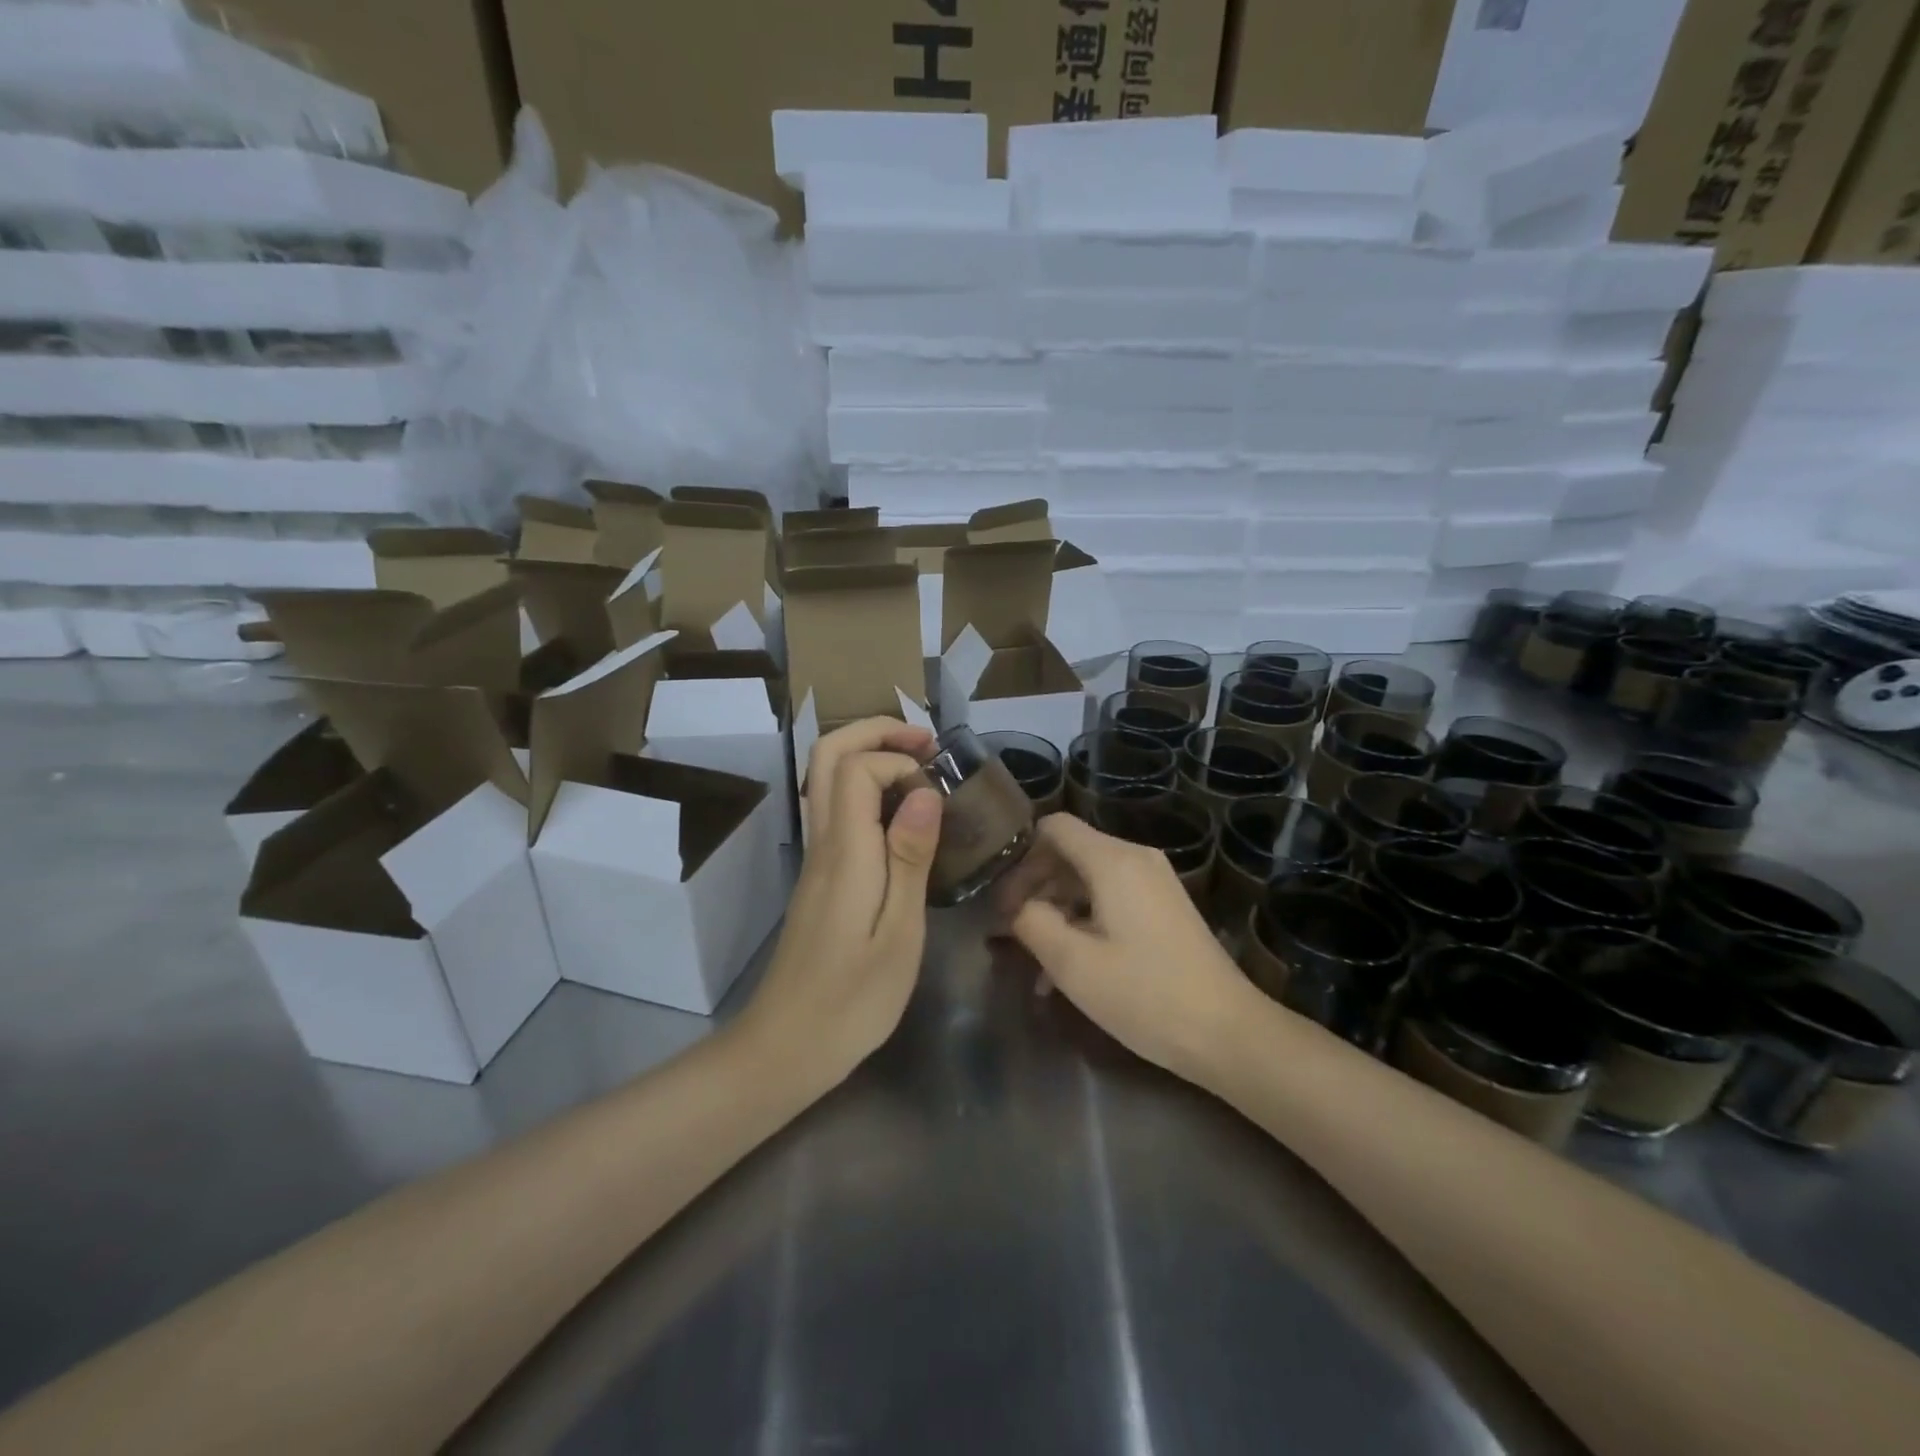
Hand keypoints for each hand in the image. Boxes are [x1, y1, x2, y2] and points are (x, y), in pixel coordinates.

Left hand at [739, 718, 942, 1086]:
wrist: (786, 1047)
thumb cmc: (853, 1000)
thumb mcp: (899, 933)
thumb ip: (910, 857)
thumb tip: (923, 790)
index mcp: (844, 852)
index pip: (854, 767)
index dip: (896, 758)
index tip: (936, 787)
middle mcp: (822, 843)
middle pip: (826, 757)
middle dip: (875, 732)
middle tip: (926, 742)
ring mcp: (816, 859)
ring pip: (825, 780)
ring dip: (870, 755)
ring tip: (920, 767)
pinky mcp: (820, 877)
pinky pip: (835, 810)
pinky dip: (866, 788)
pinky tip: (902, 814)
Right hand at [1004, 814, 1255, 1084]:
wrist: (1228, 1033)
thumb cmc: (1145, 995)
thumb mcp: (1073, 964)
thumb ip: (1032, 922)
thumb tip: (1018, 907)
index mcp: (1113, 860)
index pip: (1053, 827)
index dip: (1021, 856)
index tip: (1002, 898)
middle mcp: (1135, 859)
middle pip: (1070, 853)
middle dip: (1035, 889)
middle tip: (1010, 932)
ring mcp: (1154, 883)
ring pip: (1088, 880)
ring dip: (1058, 913)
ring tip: (1037, 964)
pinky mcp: (1164, 908)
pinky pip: (1111, 899)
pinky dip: (1085, 923)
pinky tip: (1070, 971)